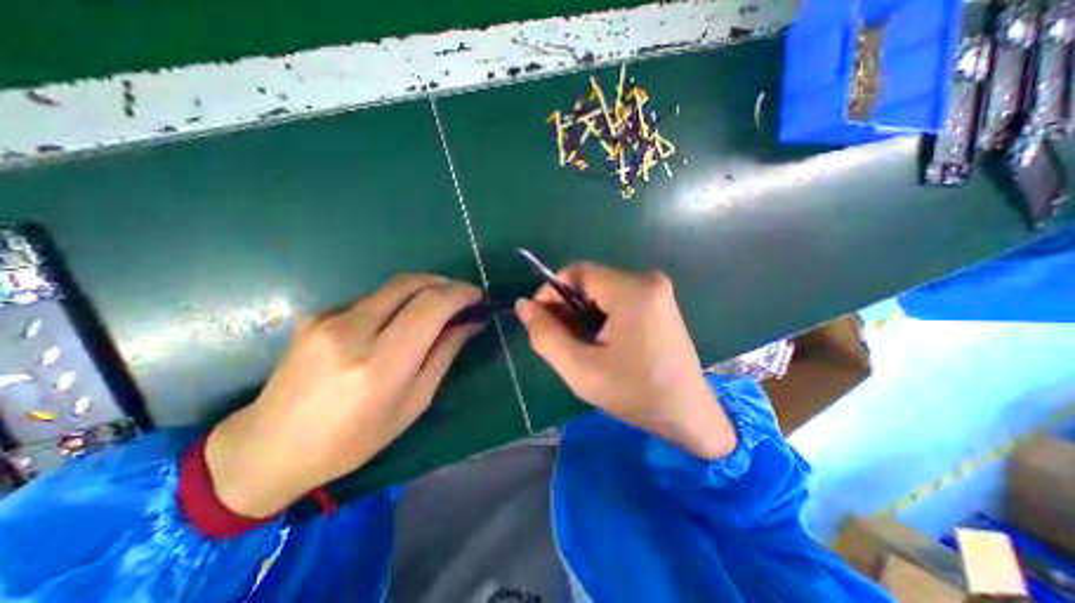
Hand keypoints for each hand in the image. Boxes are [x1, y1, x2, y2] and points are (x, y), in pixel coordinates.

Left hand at [205, 277, 482, 517]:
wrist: (269, 448)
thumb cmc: (354, 438)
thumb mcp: (413, 402)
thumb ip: (444, 354)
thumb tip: (471, 324)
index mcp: (380, 364)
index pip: (431, 306)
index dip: (460, 294)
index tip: (477, 297)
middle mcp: (352, 332)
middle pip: (411, 283)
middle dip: (444, 283)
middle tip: (462, 297)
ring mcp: (328, 319)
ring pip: (392, 288)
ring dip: (422, 292)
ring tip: (435, 311)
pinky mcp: (316, 314)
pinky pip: (371, 299)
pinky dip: (395, 304)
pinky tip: (394, 325)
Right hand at [514, 261, 734, 458]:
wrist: (688, 416)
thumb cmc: (635, 394)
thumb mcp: (580, 369)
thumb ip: (546, 334)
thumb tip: (524, 305)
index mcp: (633, 289)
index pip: (576, 273)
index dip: (550, 293)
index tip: (539, 322)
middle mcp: (647, 280)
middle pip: (589, 281)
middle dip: (567, 307)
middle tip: (560, 340)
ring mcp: (656, 290)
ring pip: (601, 291)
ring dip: (582, 314)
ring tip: (581, 345)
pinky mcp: (659, 302)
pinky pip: (617, 299)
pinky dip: (600, 316)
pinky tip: (601, 342)